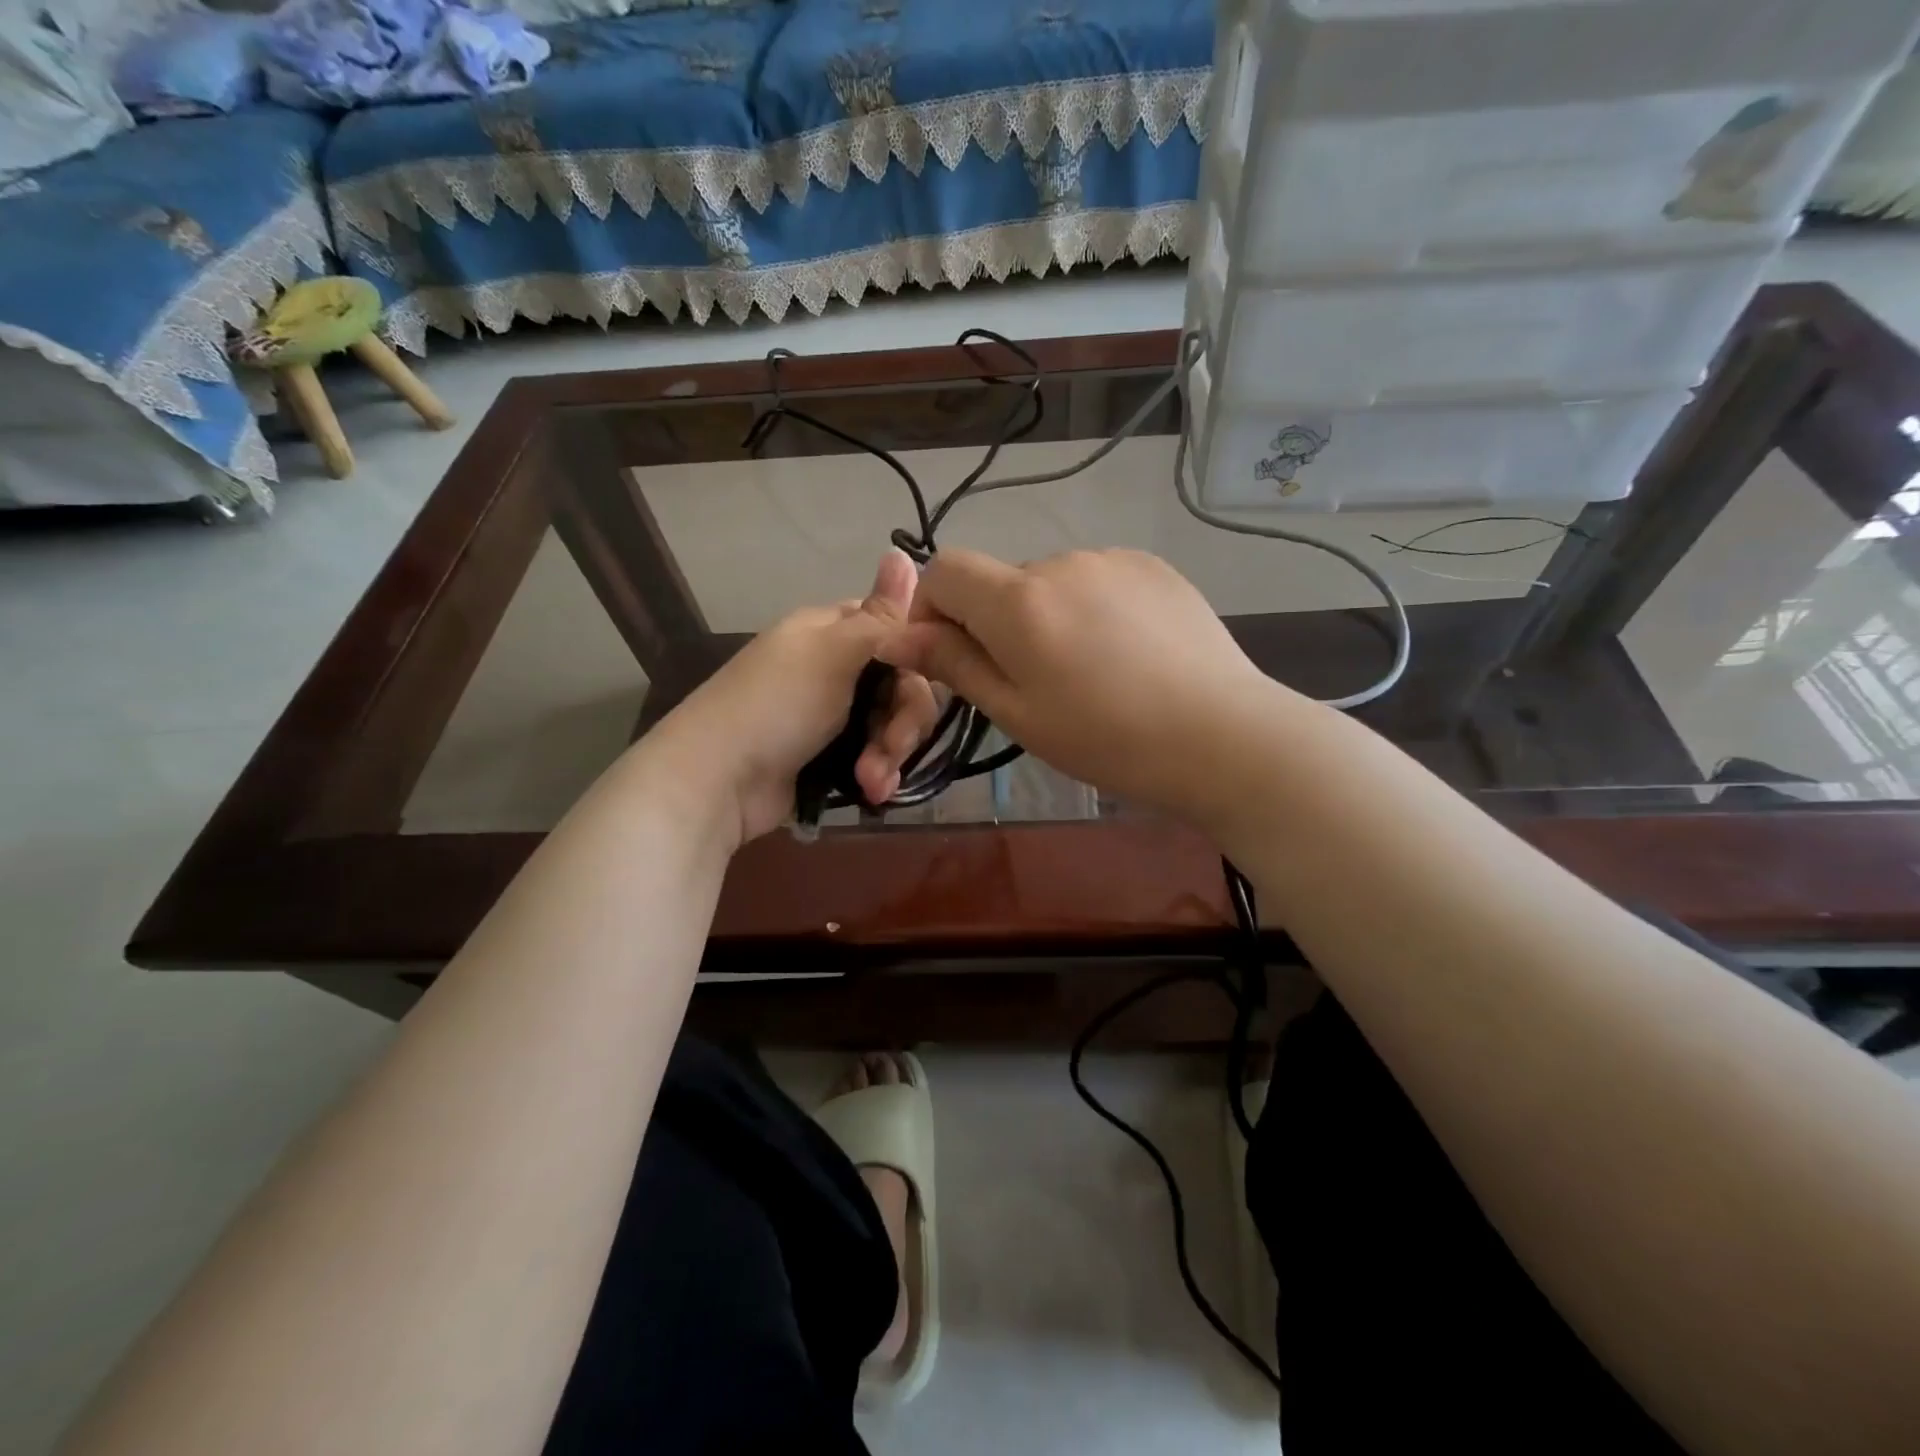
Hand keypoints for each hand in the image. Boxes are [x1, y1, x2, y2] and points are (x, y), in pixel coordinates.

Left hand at [651, 551, 941, 844]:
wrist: (720, 781)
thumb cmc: (777, 704)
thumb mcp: (833, 652)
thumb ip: (880, 616)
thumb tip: (902, 552)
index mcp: (833, 631)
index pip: (896, 629)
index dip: (918, 655)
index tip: (928, 677)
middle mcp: (836, 667)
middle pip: (902, 684)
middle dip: (904, 720)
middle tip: (892, 745)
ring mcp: (834, 715)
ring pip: (892, 725)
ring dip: (891, 754)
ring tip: (872, 781)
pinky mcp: (833, 757)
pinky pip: (876, 757)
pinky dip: (878, 774)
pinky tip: (871, 792)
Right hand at [877, 547, 1285, 824]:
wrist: (1223, 736)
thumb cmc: (1108, 740)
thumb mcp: (1018, 714)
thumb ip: (955, 665)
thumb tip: (895, 636)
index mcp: (1019, 601)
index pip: (943, 569)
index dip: (932, 608)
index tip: (950, 656)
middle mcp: (1061, 562)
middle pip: (1000, 582)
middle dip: (996, 624)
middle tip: (1033, 686)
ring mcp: (1113, 559)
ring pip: (1051, 583)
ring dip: (1047, 617)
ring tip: (1089, 674)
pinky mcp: (1153, 567)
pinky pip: (1097, 581)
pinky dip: (1091, 609)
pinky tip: (1126, 654)